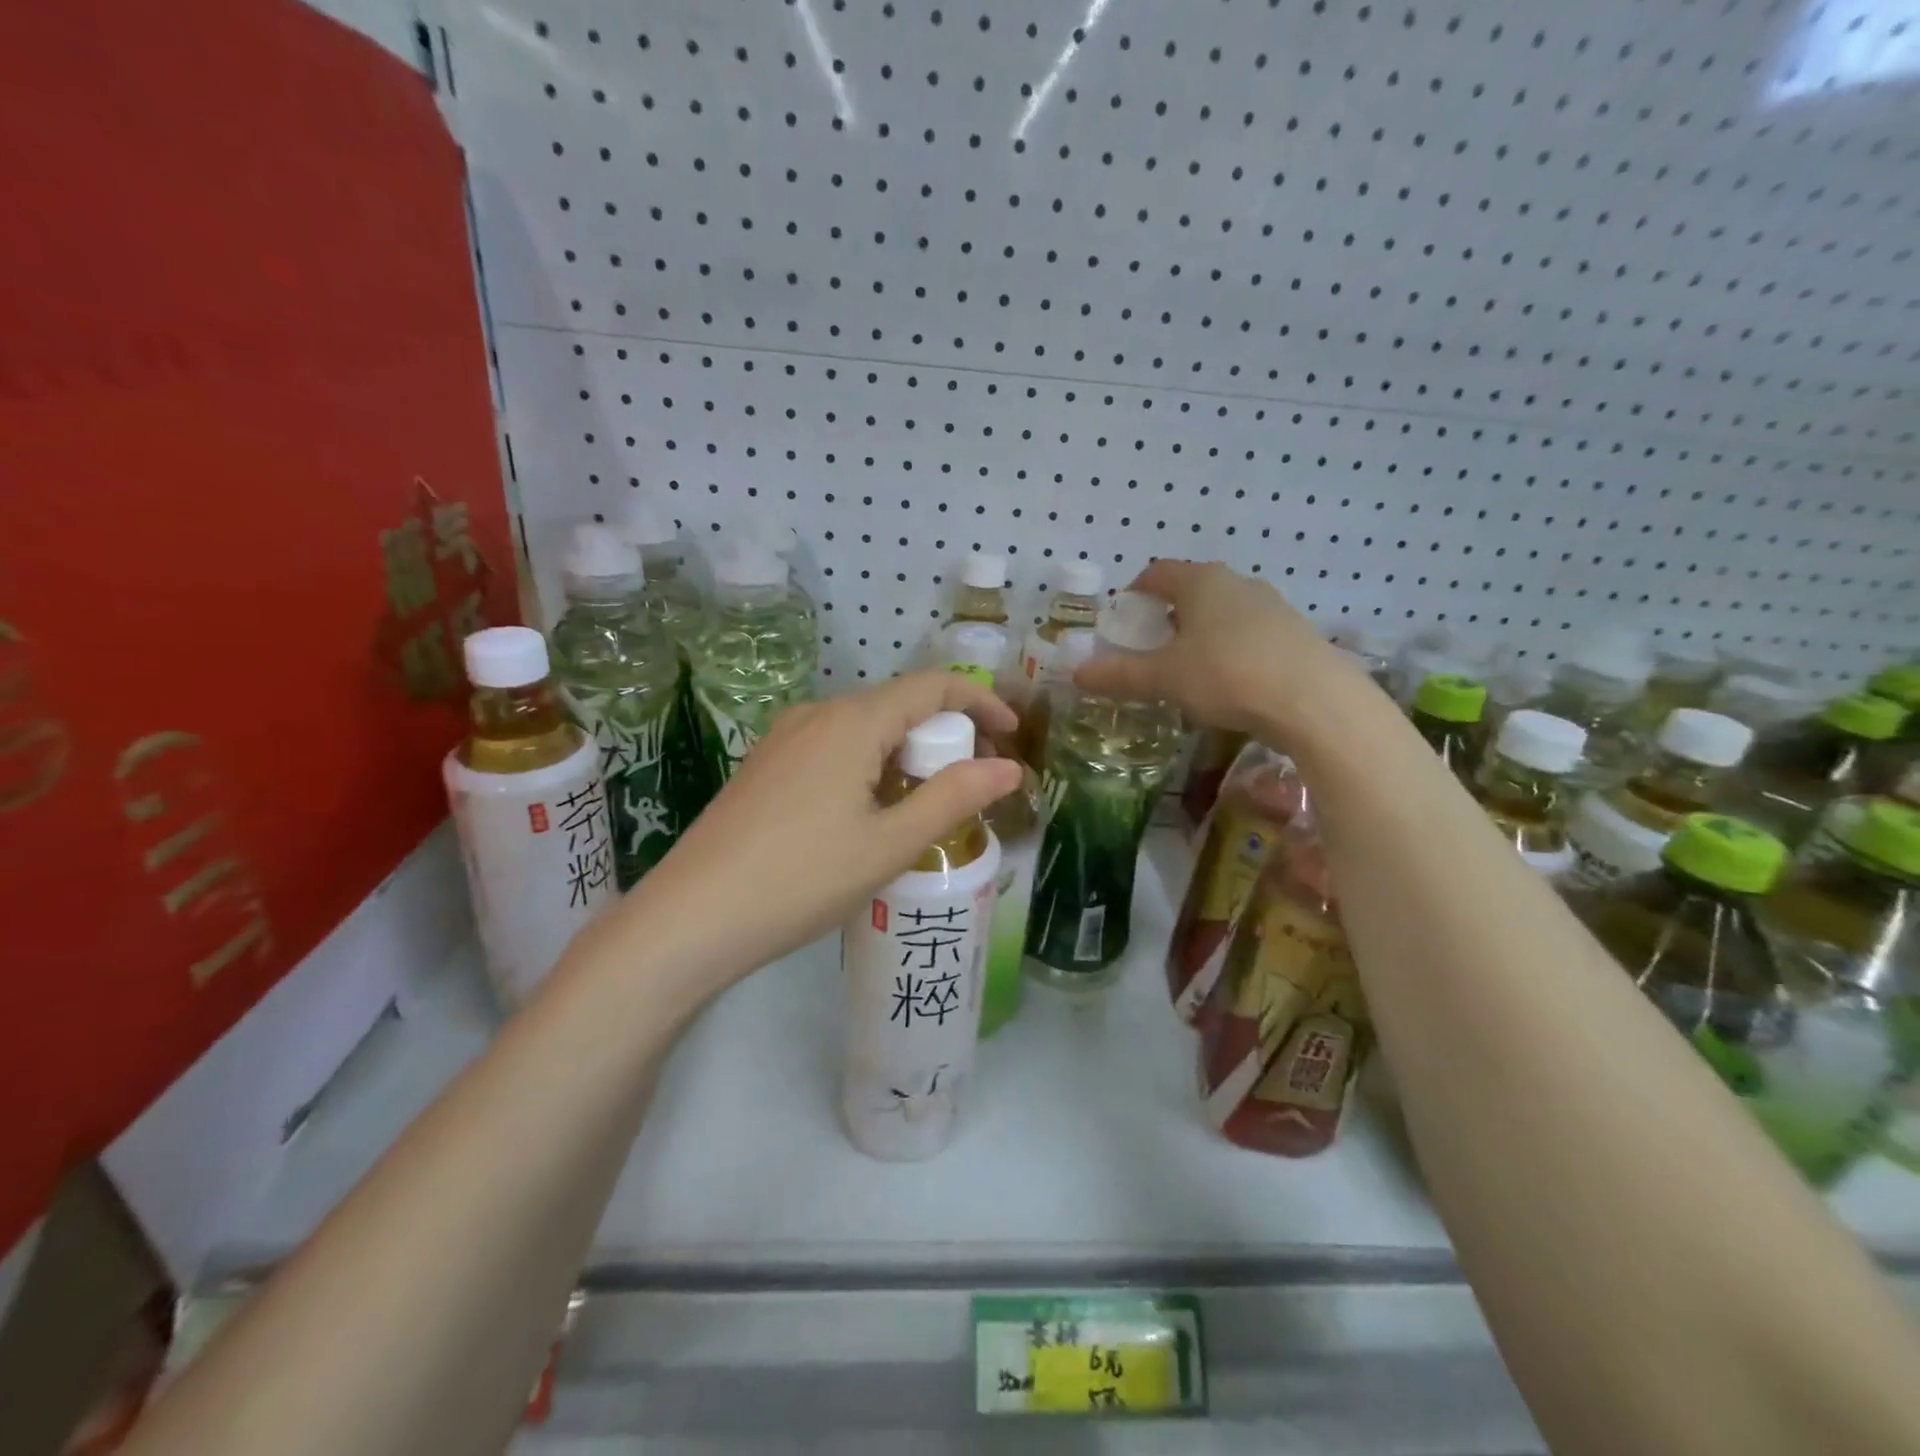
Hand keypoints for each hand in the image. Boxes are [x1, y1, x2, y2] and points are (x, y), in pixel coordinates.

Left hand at [628, 672, 1022, 978]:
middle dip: (945, 736)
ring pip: (864, 729)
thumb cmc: (801, 879)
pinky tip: (868, 813)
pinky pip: (833, 748)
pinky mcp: (765, 766)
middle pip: (898, 705)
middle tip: (971, 787)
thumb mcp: (889, 844)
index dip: (980, 700)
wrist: (691, 917)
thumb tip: (1009, 768)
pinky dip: (870, 766)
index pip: (932, 686)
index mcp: (852, 722)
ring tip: (925, 807)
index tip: (1011, 733)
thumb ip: (953, 798)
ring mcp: (784, 739)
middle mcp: (817, 714)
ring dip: (906, 754)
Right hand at [1073, 559, 1365, 738]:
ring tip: (1187, 671)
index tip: (1122, 621)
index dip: (1133, 593)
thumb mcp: (1164, 678)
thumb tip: (1075, 672)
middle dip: (1166, 617)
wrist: (1315, 701)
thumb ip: (1118, 675)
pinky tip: (1229, 684)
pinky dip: (1229, 650)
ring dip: (1200, 634)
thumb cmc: (1227, 675)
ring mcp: (1272, 606)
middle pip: (1191, 590)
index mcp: (1201, 581)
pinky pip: (1249, 634)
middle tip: (1150, 651)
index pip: (1156, 573)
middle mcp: (1237, 583)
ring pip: (1222, 613)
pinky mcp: (1296, 633)